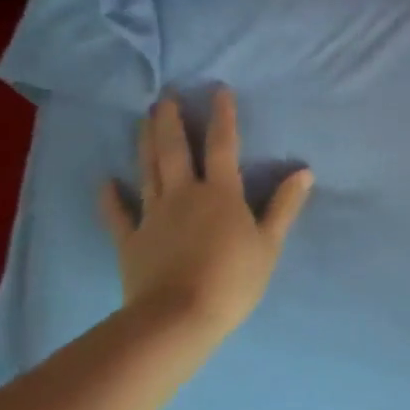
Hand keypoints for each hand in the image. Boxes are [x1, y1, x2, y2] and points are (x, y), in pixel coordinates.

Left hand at [98, 89, 312, 345]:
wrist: (178, 318)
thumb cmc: (233, 279)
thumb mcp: (269, 243)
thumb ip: (284, 205)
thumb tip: (304, 171)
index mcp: (221, 192)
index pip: (222, 145)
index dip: (222, 116)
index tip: (218, 90)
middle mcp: (184, 194)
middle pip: (175, 150)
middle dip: (171, 121)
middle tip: (165, 97)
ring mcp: (153, 216)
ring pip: (148, 171)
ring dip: (146, 143)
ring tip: (143, 119)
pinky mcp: (131, 241)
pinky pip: (119, 214)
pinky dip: (110, 197)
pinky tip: (105, 181)